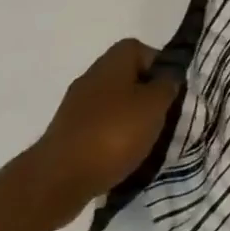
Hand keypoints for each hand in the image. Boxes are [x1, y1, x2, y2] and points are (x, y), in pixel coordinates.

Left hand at [18, 39, 180, 230]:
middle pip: (128, 78)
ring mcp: (76, 106)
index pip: (144, 51)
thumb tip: (168, 78)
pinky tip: (120, 159)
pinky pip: (98, 129)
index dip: (161, 68)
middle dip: (146, 98)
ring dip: (130, 121)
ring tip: (145, 144)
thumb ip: (168, 85)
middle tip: (162, 119)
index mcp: (114, 61)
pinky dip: (111, 140)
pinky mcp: (66, 134)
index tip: (171, 92)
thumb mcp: (155, 105)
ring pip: (114, 105)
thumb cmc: (113, 134)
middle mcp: (93, 76)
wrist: (58, 180)